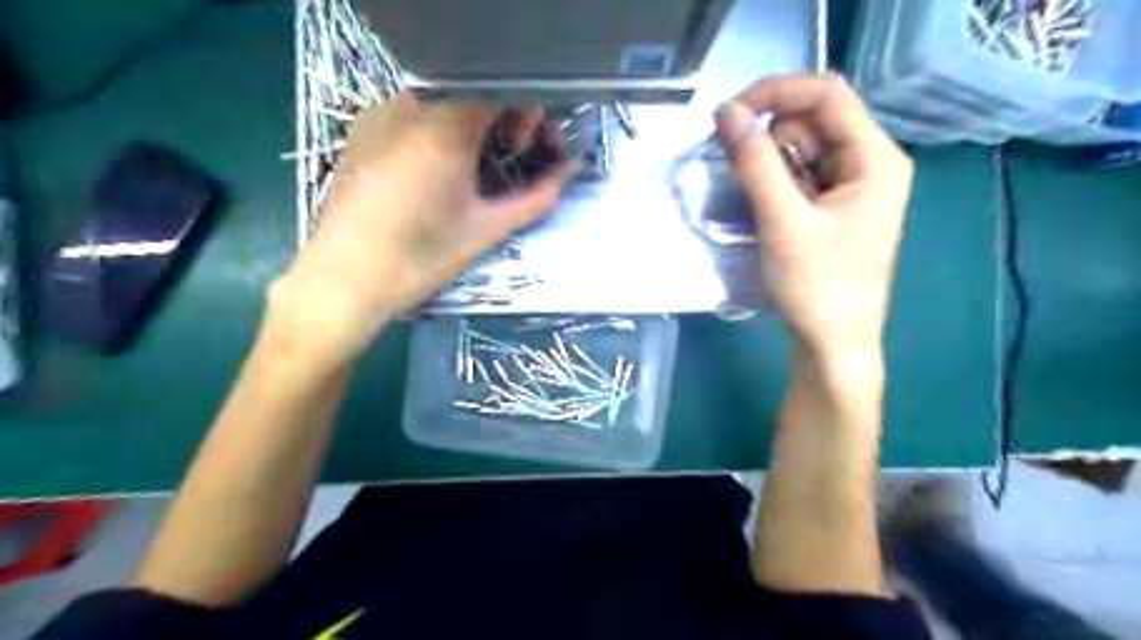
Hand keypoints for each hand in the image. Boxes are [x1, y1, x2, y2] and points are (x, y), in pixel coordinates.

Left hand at [269, 94, 575, 365]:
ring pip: (445, 106)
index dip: (529, 119)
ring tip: (477, 175)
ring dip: (475, 132)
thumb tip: (571, 172)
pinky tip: (439, 175)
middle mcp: (411, 104)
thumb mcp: (487, 228)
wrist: (345, 280)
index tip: (529, 156)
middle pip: (476, 95)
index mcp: (446, 124)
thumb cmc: (421, 256)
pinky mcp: (362, 131)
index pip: (505, 92)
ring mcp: (381, 114)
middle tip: (512, 165)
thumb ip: (536, 197)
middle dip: (505, 125)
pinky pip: (415, 117)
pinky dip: (442, 135)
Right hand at [717, 74, 914, 359]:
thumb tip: (725, 113)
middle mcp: (869, 164)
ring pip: (802, 150)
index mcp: (875, 159)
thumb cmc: (818, 287)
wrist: (834, 344)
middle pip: (813, 121)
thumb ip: (755, 164)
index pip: (827, 95)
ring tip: (746, 193)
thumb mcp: (783, 222)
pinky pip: (800, 177)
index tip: (729, 113)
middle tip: (728, 158)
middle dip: (768, 133)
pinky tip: (760, 204)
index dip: (776, 92)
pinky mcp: (833, 209)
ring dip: (767, 161)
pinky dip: (774, 181)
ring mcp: (852, 188)